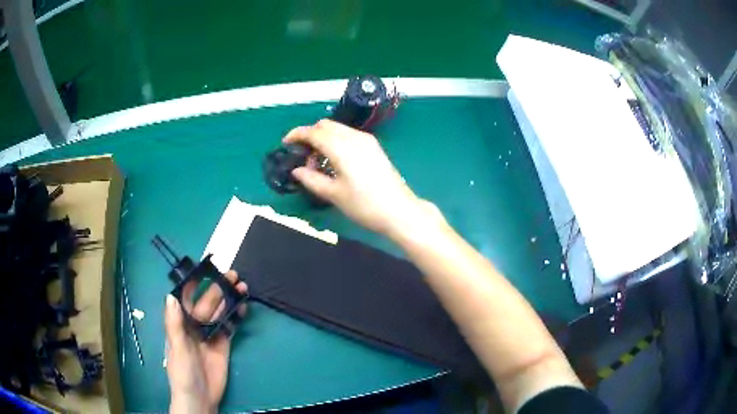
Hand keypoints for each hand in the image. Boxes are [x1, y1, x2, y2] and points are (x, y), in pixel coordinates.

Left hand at [164, 271, 247, 413]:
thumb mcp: (177, 348)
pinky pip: (229, 326)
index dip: (195, 284)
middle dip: (218, 288)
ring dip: (230, 300)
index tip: (205, 269)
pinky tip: (243, 307)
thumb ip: (174, 324)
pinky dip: (236, 316)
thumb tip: (171, 296)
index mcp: (181, 323)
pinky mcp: (223, 345)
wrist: (200, 397)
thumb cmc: (182, 372)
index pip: (187, 298)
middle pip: (207, 303)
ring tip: (242, 287)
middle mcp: (195, 326)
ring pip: (220, 312)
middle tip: (233, 275)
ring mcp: (210, 335)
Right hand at [284, 119, 442, 237]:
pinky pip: (348, 135)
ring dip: (323, 138)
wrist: (399, 211)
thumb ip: (311, 179)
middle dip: (310, 135)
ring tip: (318, 163)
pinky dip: (336, 141)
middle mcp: (354, 137)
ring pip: (338, 129)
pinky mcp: (374, 147)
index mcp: (341, 147)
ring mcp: (366, 140)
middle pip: (325, 125)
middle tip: (303, 157)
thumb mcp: (333, 194)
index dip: (297, 135)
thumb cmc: (364, 205)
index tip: (285, 144)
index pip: (313, 132)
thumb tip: (296, 170)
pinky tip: (335, 161)